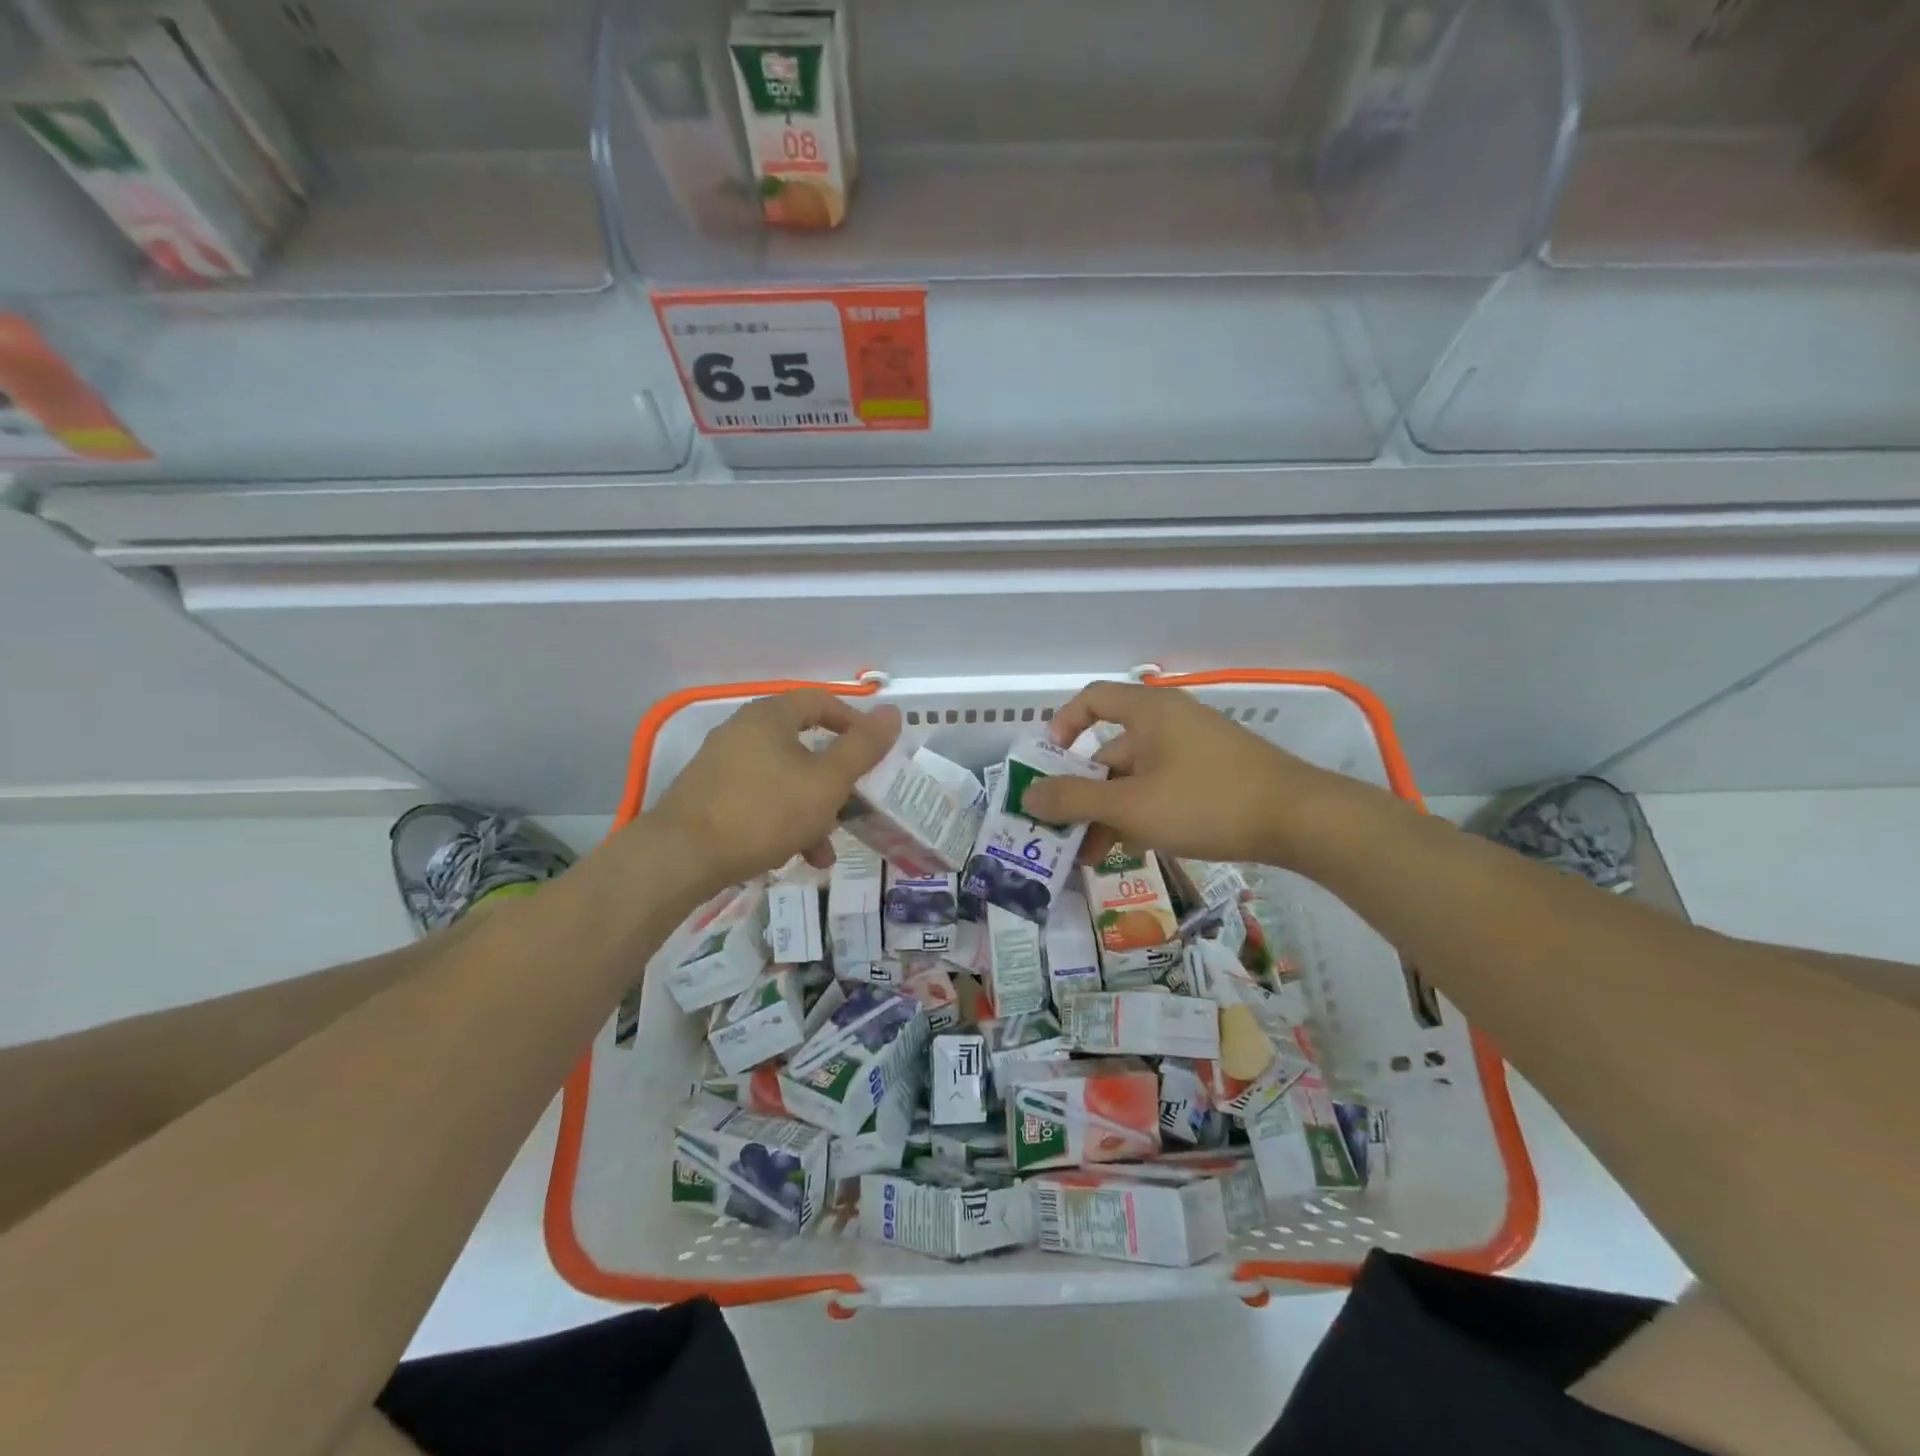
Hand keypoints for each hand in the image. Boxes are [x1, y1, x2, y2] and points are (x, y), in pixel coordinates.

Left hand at [648, 690, 901, 892]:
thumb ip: (862, 748)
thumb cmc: (763, 811)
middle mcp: (742, 732)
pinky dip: (783, 822)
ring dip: (812, 810)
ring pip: (784, 780)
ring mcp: (722, 766)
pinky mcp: (709, 798)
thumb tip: (893, 713)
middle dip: (834, 781)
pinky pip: (759, 801)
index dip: (853, 722)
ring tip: (825, 849)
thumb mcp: (826, 781)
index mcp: (769, 717)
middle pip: (803, 746)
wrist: (680, 858)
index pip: (820, 701)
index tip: (873, 752)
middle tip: (853, 805)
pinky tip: (796, 857)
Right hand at [1020, 680, 1352, 869]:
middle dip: (1084, 793)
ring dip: (1111, 813)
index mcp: (1149, 712)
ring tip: (1095, 856)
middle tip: (1065, 833)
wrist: (1302, 820)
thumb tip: (1028, 796)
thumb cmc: (1206, 801)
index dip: (1063, 725)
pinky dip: (1143, 814)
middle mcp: (1170, 723)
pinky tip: (1135, 850)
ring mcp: (1195, 750)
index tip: (1050, 764)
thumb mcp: (1131, 805)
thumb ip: (1075, 800)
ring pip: (1137, 777)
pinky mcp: (1215, 776)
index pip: (1092, 699)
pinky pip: (1163, 789)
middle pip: (1111, 750)